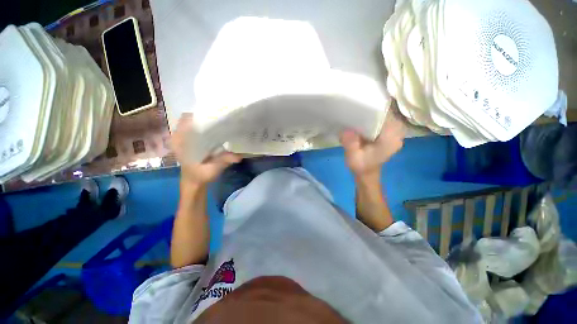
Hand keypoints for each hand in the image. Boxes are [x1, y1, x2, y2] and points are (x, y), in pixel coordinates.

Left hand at [171, 113, 241, 184]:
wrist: (194, 181)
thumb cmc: (199, 176)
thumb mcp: (211, 170)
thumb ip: (222, 162)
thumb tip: (238, 156)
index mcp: (180, 141)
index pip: (187, 119)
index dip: (201, 115)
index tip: (216, 114)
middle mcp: (180, 136)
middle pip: (192, 118)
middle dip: (207, 116)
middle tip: (223, 117)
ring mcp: (184, 137)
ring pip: (195, 122)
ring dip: (208, 120)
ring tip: (223, 120)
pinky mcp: (190, 140)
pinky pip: (198, 128)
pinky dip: (208, 126)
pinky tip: (219, 129)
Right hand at [340, 110, 404, 178]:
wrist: (367, 172)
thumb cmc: (360, 166)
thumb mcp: (353, 158)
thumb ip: (351, 145)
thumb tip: (346, 130)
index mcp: (391, 139)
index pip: (386, 116)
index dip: (374, 108)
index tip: (360, 104)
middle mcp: (397, 134)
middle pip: (387, 112)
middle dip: (373, 107)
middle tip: (357, 105)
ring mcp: (396, 132)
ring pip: (386, 114)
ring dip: (373, 110)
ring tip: (359, 109)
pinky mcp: (391, 132)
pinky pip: (384, 118)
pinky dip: (374, 115)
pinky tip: (364, 116)